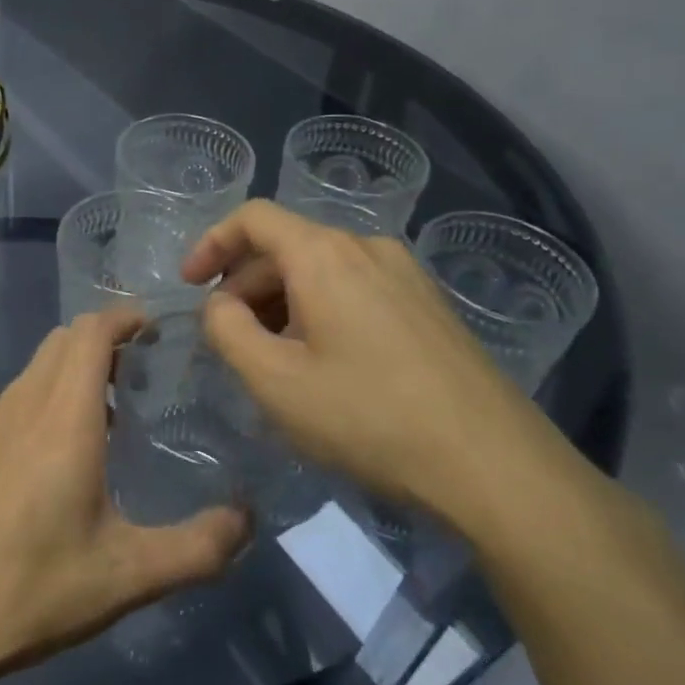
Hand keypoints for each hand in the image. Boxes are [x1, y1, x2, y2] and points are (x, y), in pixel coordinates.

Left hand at [0, 310, 250, 684]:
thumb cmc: (36, 586)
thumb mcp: (129, 576)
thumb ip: (199, 547)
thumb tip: (246, 518)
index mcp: (63, 416)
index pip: (90, 331)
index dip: (123, 317)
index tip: (155, 330)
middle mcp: (23, 403)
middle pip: (62, 340)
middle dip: (102, 340)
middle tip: (139, 373)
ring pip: (34, 368)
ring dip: (70, 370)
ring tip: (105, 414)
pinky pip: (13, 399)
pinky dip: (42, 398)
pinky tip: (53, 453)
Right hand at [181, 201, 557, 524]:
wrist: (496, 467)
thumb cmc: (369, 418)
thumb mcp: (274, 381)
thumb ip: (226, 330)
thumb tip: (220, 304)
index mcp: (325, 254)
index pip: (253, 217)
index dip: (211, 243)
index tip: (188, 284)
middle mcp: (367, 247)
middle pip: (286, 246)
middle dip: (244, 286)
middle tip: (228, 340)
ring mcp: (406, 275)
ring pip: (321, 270)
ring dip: (281, 302)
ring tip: (272, 359)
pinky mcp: (429, 306)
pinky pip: (355, 289)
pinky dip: (319, 311)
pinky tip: (323, 365)